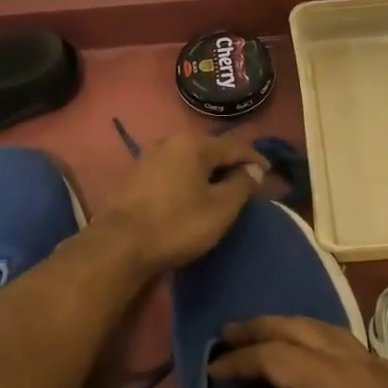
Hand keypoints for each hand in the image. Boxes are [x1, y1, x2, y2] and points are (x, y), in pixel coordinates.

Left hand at [95, 131, 269, 273]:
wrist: (119, 245)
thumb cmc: (177, 224)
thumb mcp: (220, 208)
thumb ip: (241, 185)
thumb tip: (252, 170)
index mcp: (193, 145)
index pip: (234, 146)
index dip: (255, 159)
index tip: (268, 174)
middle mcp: (169, 142)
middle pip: (209, 150)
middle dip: (229, 164)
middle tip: (245, 183)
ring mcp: (147, 158)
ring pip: (187, 160)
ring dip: (206, 173)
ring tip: (219, 190)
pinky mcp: (133, 177)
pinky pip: (170, 172)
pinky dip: (186, 180)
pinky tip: (190, 196)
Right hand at [210, 316, 387, 387]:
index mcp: (338, 383)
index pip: (277, 354)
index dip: (240, 359)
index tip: (210, 370)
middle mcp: (361, 365)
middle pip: (304, 328)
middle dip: (263, 327)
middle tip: (228, 334)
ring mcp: (384, 376)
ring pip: (329, 332)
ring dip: (292, 330)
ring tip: (263, 341)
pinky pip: (347, 348)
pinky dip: (317, 343)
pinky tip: (311, 365)